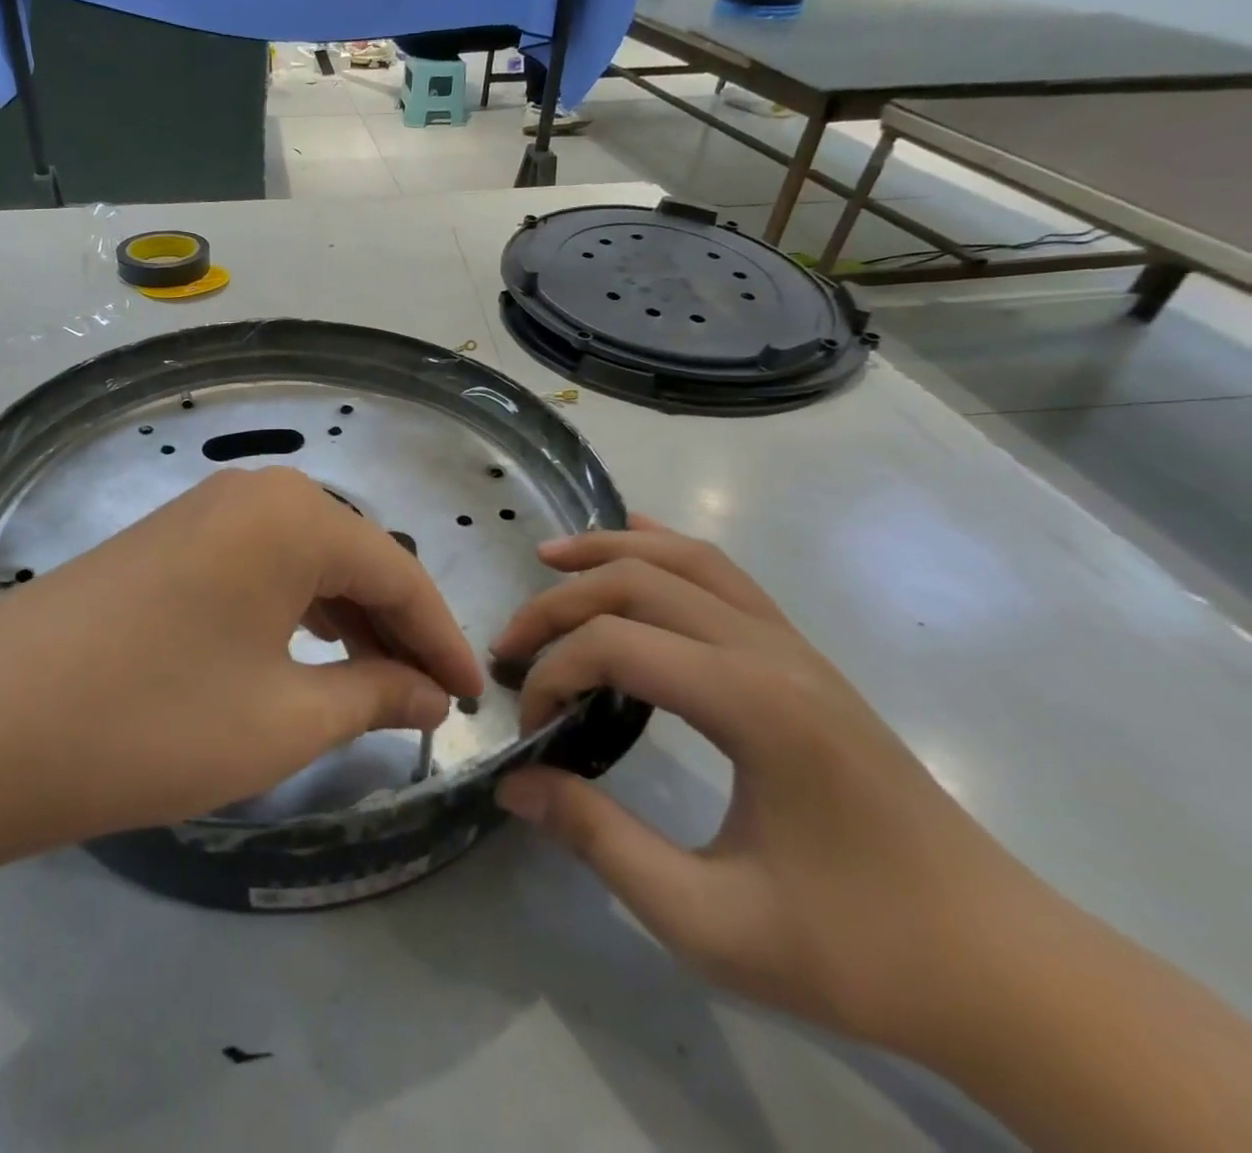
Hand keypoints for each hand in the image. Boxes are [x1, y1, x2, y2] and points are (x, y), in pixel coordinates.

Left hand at [0, 466, 483, 874]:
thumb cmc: (153, 720)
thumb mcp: (283, 720)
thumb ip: (374, 698)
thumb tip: (431, 697)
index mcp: (296, 515)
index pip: (399, 575)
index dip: (443, 641)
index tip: (475, 701)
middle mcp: (252, 494)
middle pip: (351, 560)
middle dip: (394, 631)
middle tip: (425, 701)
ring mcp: (199, 512)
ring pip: (301, 563)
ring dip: (343, 622)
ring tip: (371, 686)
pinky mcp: (161, 542)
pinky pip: (253, 569)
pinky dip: (289, 613)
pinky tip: (297, 654)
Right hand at [491, 520, 1031, 1054]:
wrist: (1006, 972)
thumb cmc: (858, 951)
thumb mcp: (708, 921)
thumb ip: (599, 840)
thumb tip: (515, 783)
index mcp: (754, 705)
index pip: (616, 646)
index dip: (552, 676)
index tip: (531, 733)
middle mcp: (772, 653)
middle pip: (640, 584)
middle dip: (559, 604)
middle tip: (508, 643)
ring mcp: (795, 648)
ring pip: (688, 560)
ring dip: (611, 550)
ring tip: (550, 556)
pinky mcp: (804, 660)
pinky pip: (726, 577)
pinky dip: (668, 550)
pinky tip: (638, 541)